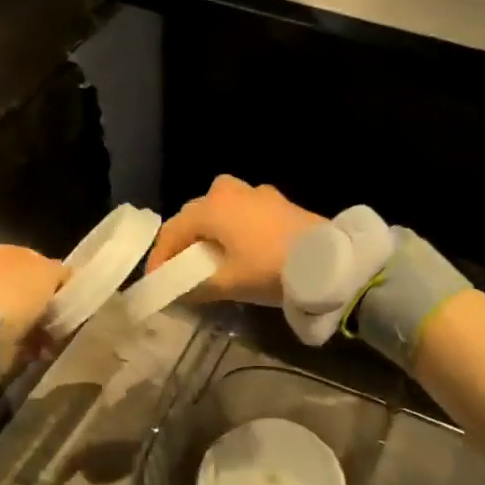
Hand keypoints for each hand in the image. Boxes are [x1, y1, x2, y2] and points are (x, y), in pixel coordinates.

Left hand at [0, 244, 66, 372]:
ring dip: (38, 327)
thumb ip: (60, 271)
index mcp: (1, 250)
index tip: (68, 296)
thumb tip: (63, 276)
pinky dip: (26, 343)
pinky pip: (13, 336)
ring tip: (51, 340)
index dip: (55, 277)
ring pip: (22, 314)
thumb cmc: (18, 291)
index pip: (36, 260)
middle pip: (28, 289)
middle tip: (61, 320)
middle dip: (45, 306)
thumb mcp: (50, 271)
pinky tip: (37, 351)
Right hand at [146, 176, 325, 306]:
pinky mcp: (278, 201)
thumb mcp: (229, 283)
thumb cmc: (270, 268)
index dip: (160, 257)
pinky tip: (240, 246)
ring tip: (209, 255)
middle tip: (180, 267)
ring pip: (219, 208)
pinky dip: (232, 226)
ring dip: (209, 230)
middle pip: (194, 214)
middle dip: (183, 240)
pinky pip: (242, 210)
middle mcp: (228, 191)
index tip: (156, 280)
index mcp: (211, 208)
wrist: (327, 260)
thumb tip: (178, 293)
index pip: (172, 230)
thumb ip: (196, 288)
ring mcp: (256, 193)